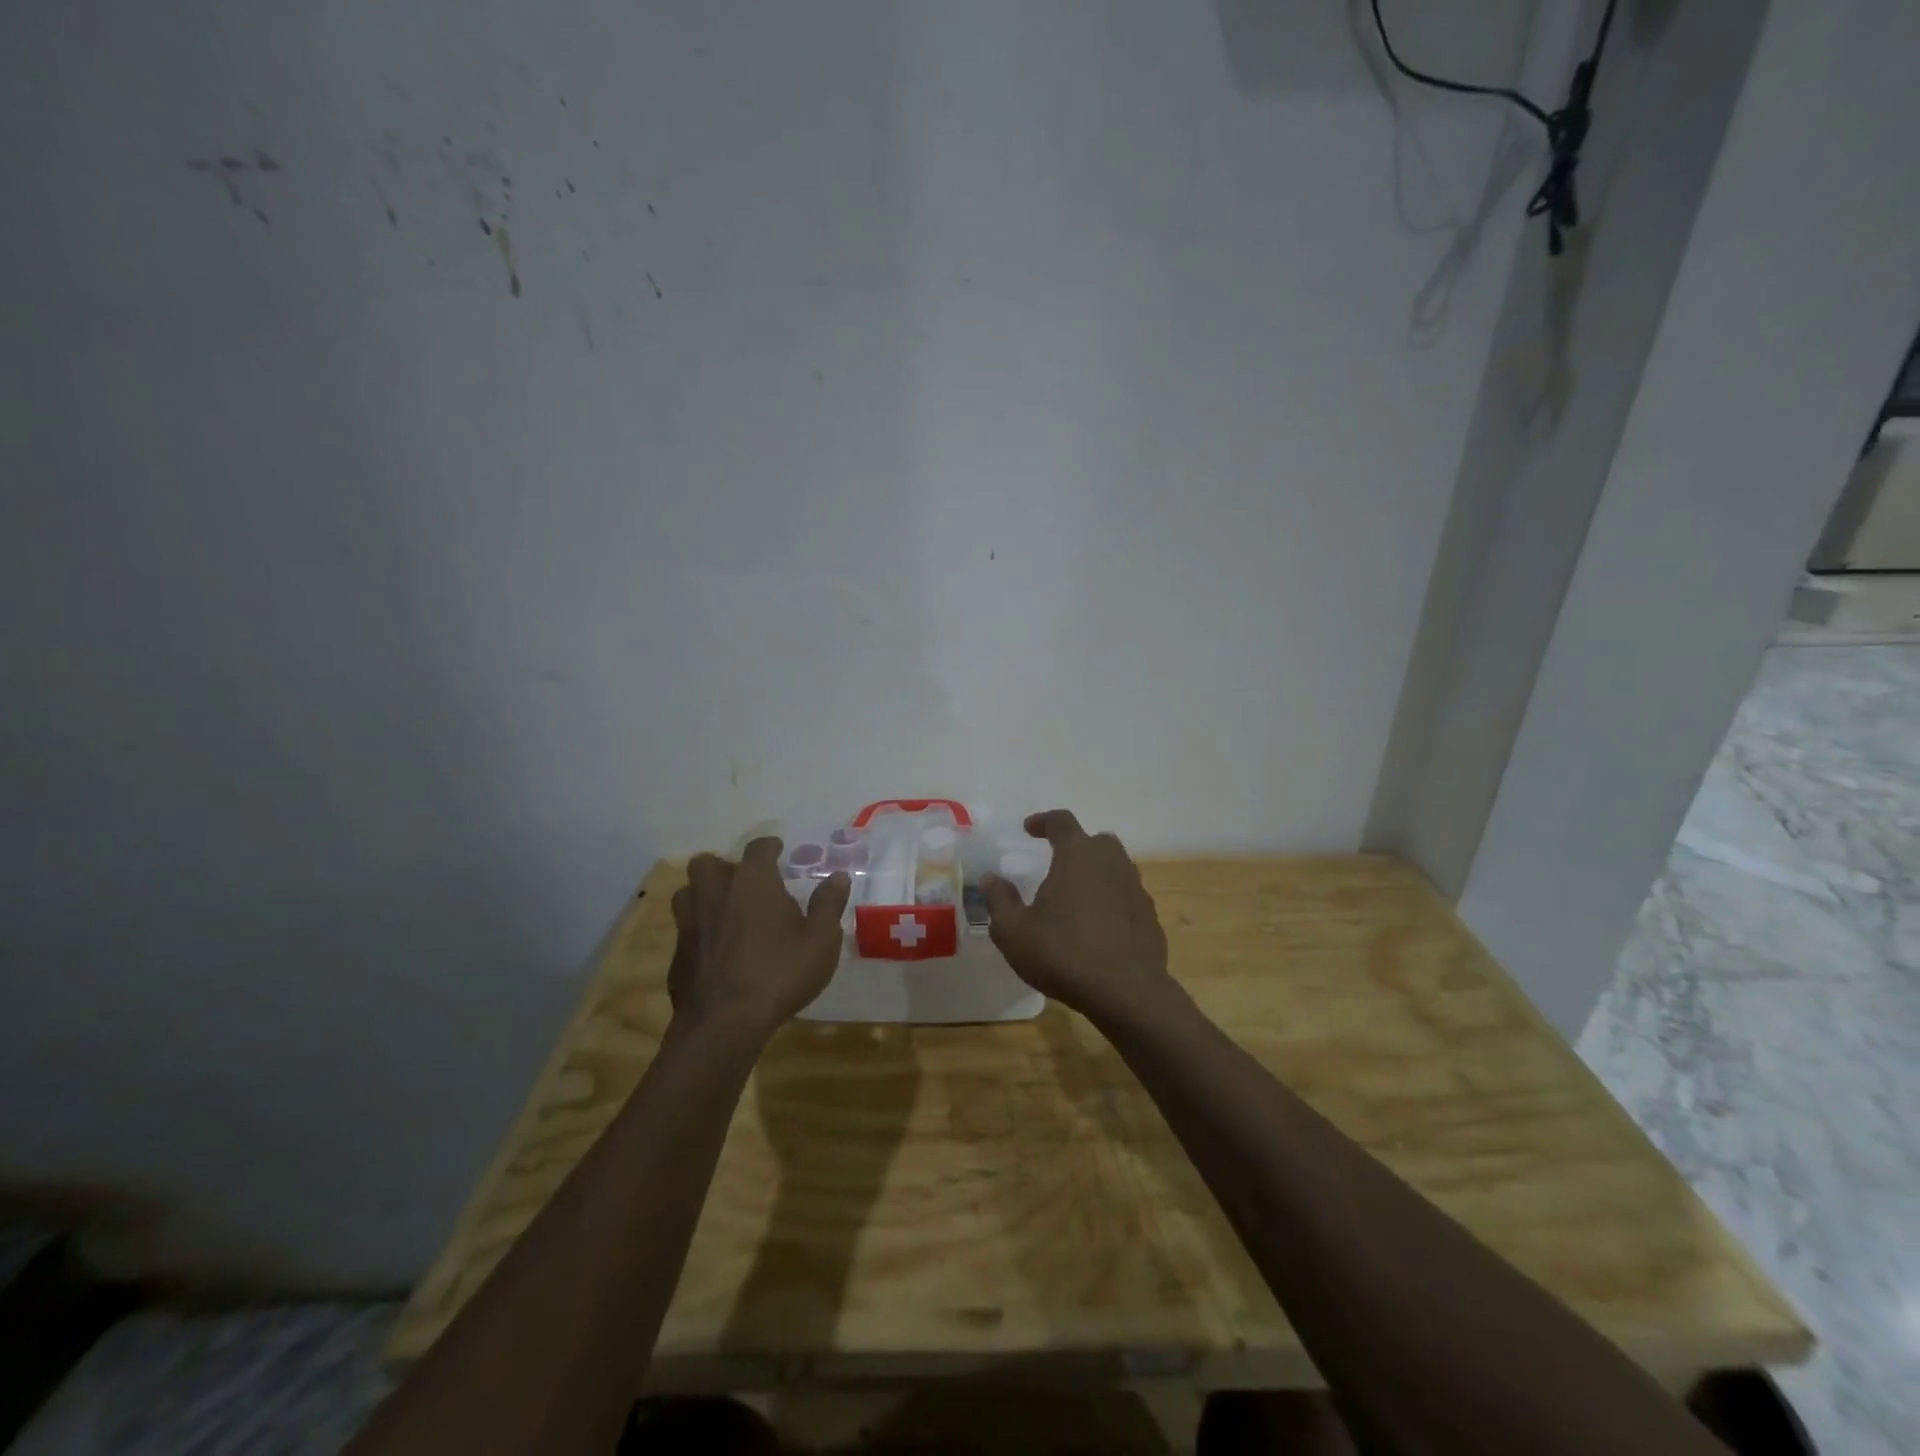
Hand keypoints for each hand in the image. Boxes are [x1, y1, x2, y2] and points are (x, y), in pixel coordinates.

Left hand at [668, 838, 850, 1042]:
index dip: (770, 847)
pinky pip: (686, 930)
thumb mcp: (821, 940)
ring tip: (725, 912)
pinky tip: (716, 952)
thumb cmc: (780, 973)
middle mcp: (715, 892)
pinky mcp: (676, 954)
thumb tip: (838, 877)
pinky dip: (699, 933)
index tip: (778, 851)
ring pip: (688, 894)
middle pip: (708, 863)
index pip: (758, 848)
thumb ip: (828, 904)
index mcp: (752, 881)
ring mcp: (689, 922)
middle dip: (725, 868)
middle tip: (745, 885)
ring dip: (704, 896)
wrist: (723, 1023)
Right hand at [979, 809, 1171, 1025]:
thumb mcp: (1013, 931)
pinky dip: (1113, 901)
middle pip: (1096, 841)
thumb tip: (991, 879)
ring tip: (1077, 897)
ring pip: (1116, 868)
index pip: (1061, 822)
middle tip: (1058, 863)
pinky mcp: (1150, 917)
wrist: (1126, 992)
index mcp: (1078, 856)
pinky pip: (1128, 897)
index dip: (1043, 821)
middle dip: (1076, 845)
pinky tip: (1100, 926)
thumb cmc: (1063, 953)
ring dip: (1097, 874)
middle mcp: (1111, 863)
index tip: (1029, 829)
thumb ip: (999, 900)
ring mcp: (1136, 889)